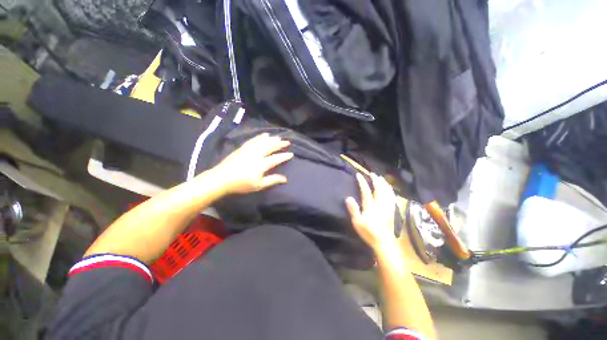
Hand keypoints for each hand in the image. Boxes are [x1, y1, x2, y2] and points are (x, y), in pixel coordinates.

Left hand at [208, 133, 293, 194]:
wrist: (221, 178)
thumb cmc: (241, 184)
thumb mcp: (258, 185)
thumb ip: (272, 180)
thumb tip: (285, 179)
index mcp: (260, 165)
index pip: (275, 159)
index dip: (284, 156)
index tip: (291, 154)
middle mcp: (255, 155)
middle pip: (269, 147)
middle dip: (279, 144)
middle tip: (287, 142)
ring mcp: (248, 150)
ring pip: (262, 142)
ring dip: (271, 139)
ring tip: (278, 137)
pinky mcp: (242, 148)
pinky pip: (253, 140)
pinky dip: (260, 137)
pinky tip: (264, 135)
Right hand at [346, 173, 396, 251]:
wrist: (385, 242)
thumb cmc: (369, 233)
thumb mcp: (358, 223)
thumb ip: (353, 210)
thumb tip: (348, 198)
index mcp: (371, 206)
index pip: (366, 191)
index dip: (362, 182)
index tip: (359, 174)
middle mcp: (380, 204)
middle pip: (379, 188)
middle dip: (375, 179)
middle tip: (372, 173)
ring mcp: (388, 206)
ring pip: (387, 191)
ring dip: (384, 183)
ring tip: (380, 177)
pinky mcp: (392, 210)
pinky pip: (392, 196)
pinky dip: (390, 189)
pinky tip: (389, 188)